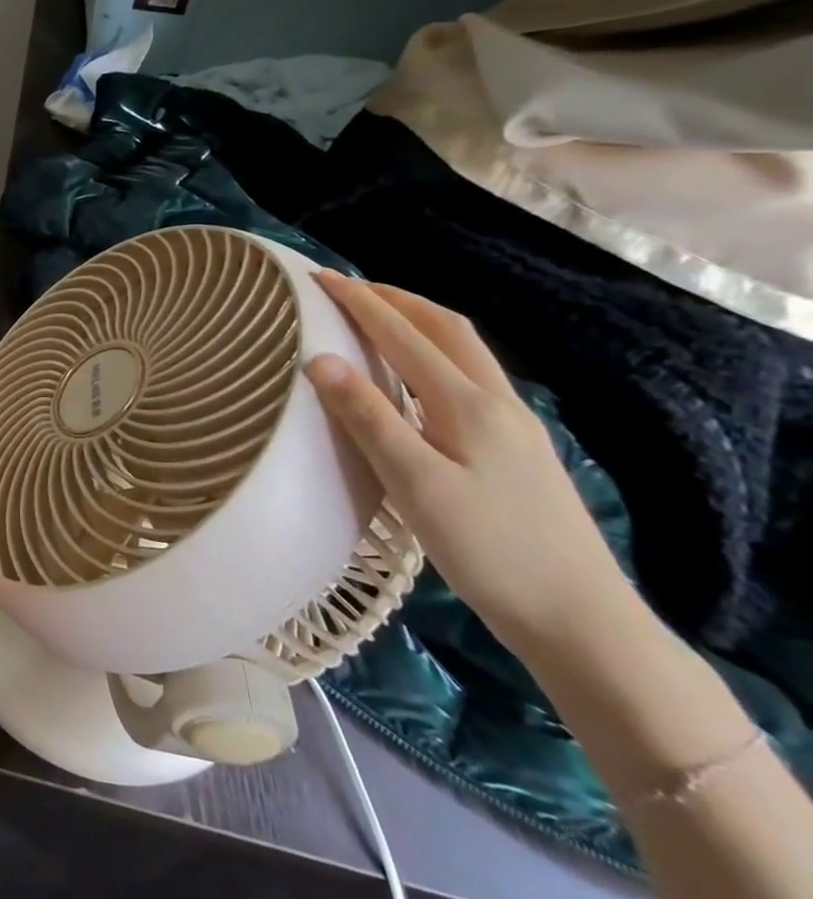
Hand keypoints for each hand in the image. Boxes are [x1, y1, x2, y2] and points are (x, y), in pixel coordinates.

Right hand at [303, 272, 633, 657]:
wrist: (581, 620)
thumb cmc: (488, 550)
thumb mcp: (415, 484)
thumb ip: (368, 417)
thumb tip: (319, 358)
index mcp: (468, 404)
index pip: (404, 334)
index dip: (360, 302)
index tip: (318, 278)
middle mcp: (496, 402)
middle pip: (447, 329)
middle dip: (396, 300)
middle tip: (349, 289)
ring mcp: (514, 426)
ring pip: (464, 352)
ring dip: (418, 323)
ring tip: (378, 319)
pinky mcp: (517, 450)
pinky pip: (470, 378)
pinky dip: (434, 354)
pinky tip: (418, 378)